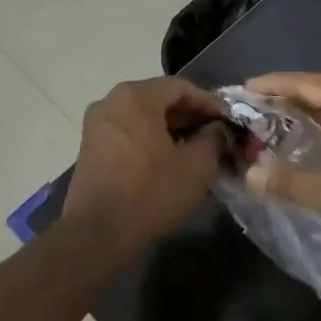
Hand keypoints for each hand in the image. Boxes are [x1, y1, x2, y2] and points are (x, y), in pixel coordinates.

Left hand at [63, 77, 228, 254]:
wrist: (97, 233)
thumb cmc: (151, 192)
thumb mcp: (197, 166)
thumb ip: (214, 139)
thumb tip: (218, 130)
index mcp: (135, 97)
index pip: (181, 87)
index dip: (209, 102)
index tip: (229, 120)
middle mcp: (111, 102)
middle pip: (159, 100)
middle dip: (190, 117)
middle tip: (216, 135)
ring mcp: (96, 125)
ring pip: (143, 118)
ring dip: (171, 130)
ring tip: (196, 151)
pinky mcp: (90, 148)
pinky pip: (128, 134)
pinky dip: (151, 141)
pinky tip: (169, 162)